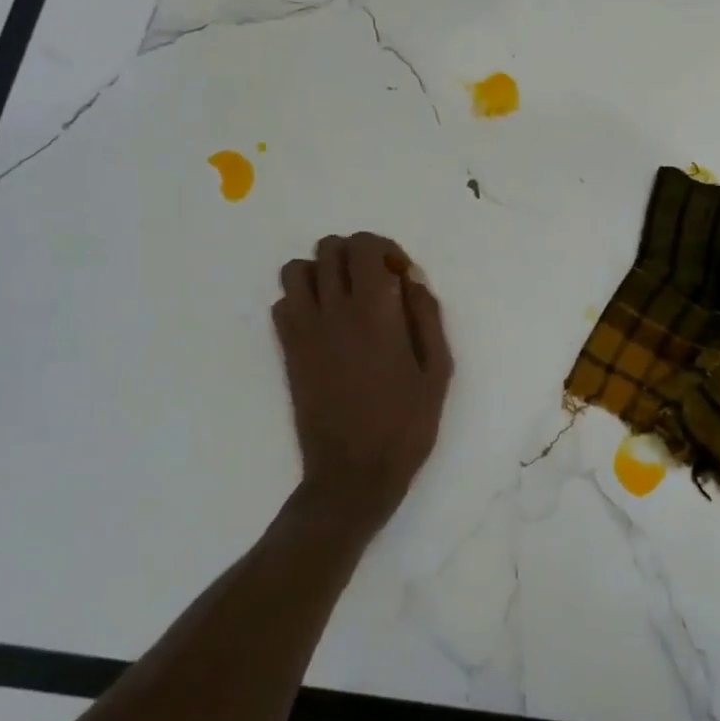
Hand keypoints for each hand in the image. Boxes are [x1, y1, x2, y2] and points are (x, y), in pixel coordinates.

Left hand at [273, 231, 452, 530]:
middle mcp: (332, 311)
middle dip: (356, 254)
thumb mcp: (437, 371)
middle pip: (329, 248)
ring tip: (346, 298)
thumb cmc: (406, 424)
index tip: (401, 278)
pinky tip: (326, 325)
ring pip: (296, 269)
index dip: (386, 250)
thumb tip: (410, 280)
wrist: (353, 473)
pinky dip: (302, 301)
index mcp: (375, 312)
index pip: (365, 246)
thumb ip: (426, 317)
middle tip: (377, 283)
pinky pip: (282, 304)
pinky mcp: (288, 351)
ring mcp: (304, 331)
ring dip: (323, 272)